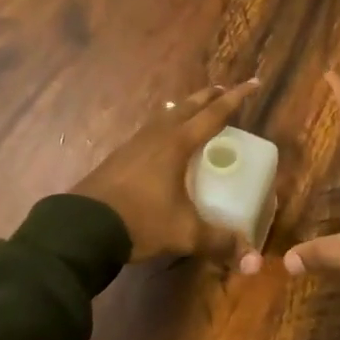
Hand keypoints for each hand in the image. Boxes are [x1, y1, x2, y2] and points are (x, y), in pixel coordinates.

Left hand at [72, 80, 264, 270]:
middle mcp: (158, 135)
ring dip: (184, 108)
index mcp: (178, 143)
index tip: (253, 83)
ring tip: (193, 108)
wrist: (85, 225)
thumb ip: (218, 241)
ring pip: (166, 115)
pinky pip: (151, 129)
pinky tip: (161, 138)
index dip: (236, 98)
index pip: (214, 114)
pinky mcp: (121, 155)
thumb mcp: (184, 233)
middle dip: (209, 96)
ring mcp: (136, 142)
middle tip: (224, 90)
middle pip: (189, 106)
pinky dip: (165, 124)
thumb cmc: (141, 220)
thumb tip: (250, 257)